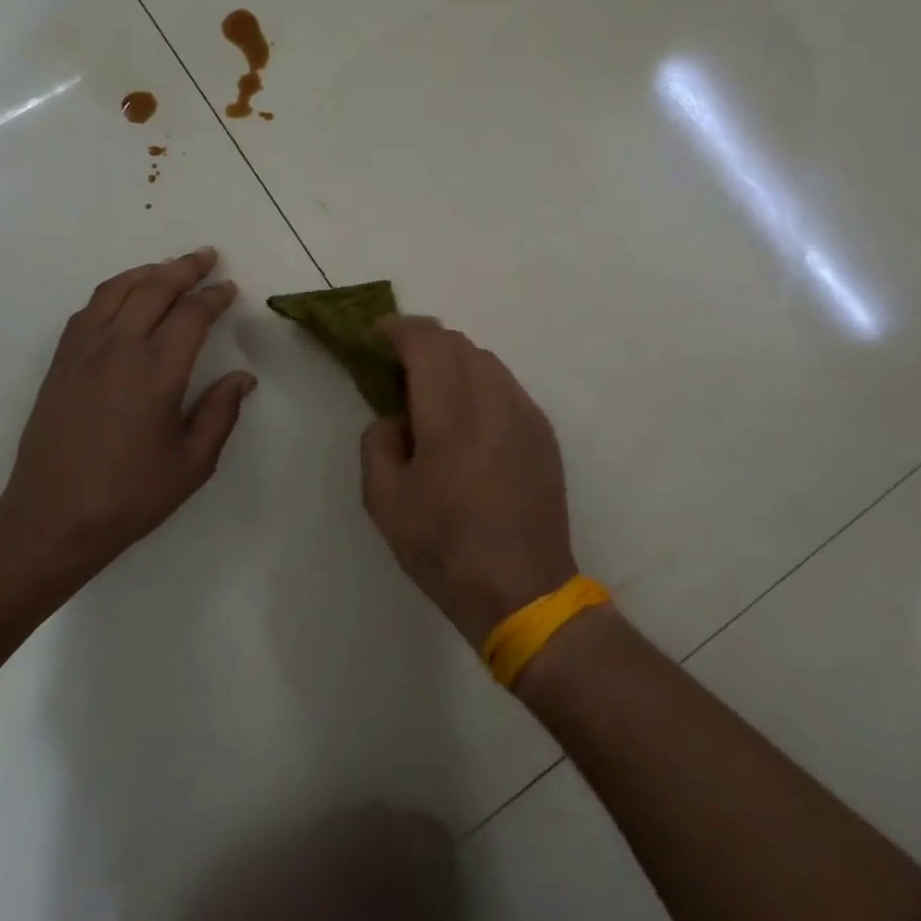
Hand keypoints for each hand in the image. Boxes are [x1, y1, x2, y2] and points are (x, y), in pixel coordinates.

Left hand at [0, 247, 255, 583]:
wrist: (51, 519)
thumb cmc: (130, 496)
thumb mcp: (192, 464)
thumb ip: (221, 414)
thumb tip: (242, 377)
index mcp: (157, 372)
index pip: (192, 315)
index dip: (214, 296)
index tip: (229, 289)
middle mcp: (119, 349)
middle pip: (154, 288)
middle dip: (185, 268)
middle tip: (207, 257)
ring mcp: (84, 352)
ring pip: (118, 290)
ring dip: (148, 272)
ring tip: (169, 267)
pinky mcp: (61, 362)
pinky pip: (89, 309)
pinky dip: (114, 291)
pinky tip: (125, 296)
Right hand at [360, 318, 577, 647]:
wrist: (524, 591)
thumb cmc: (445, 549)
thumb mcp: (384, 502)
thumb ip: (378, 442)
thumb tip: (397, 418)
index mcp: (451, 416)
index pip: (427, 343)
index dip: (398, 329)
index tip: (377, 334)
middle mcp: (494, 401)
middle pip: (458, 343)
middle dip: (423, 342)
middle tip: (398, 366)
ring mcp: (525, 414)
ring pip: (485, 360)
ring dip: (453, 361)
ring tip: (432, 392)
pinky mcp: (543, 432)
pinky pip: (505, 385)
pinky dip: (478, 383)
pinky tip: (466, 418)